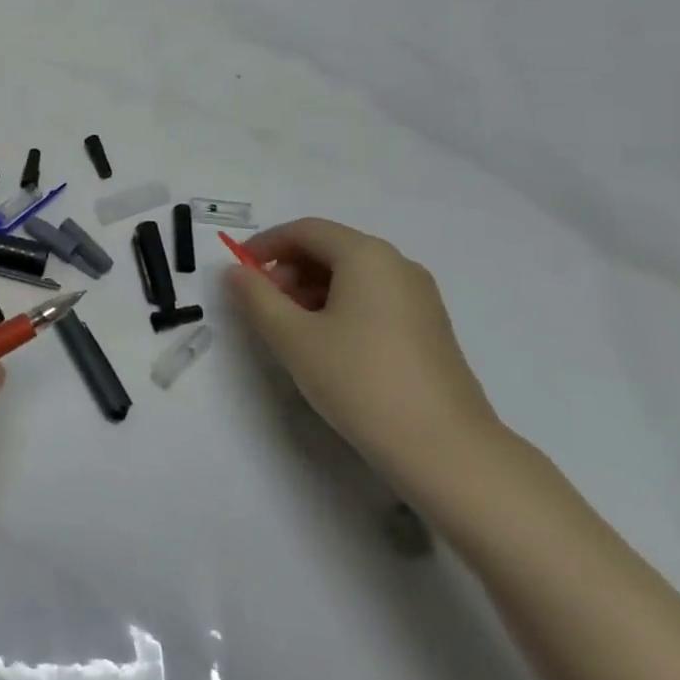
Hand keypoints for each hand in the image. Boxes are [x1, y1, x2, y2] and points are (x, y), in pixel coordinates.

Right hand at [226, 218, 502, 492]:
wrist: (444, 449)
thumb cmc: (359, 381)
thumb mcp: (292, 337)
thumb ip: (257, 297)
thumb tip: (236, 272)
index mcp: (366, 256)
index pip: (305, 230)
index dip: (265, 245)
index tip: (238, 271)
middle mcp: (397, 264)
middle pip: (330, 248)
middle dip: (288, 269)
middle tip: (263, 305)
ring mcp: (419, 296)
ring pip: (352, 275)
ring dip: (311, 289)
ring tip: (290, 329)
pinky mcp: (429, 326)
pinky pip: (373, 297)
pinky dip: (340, 305)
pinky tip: (326, 343)